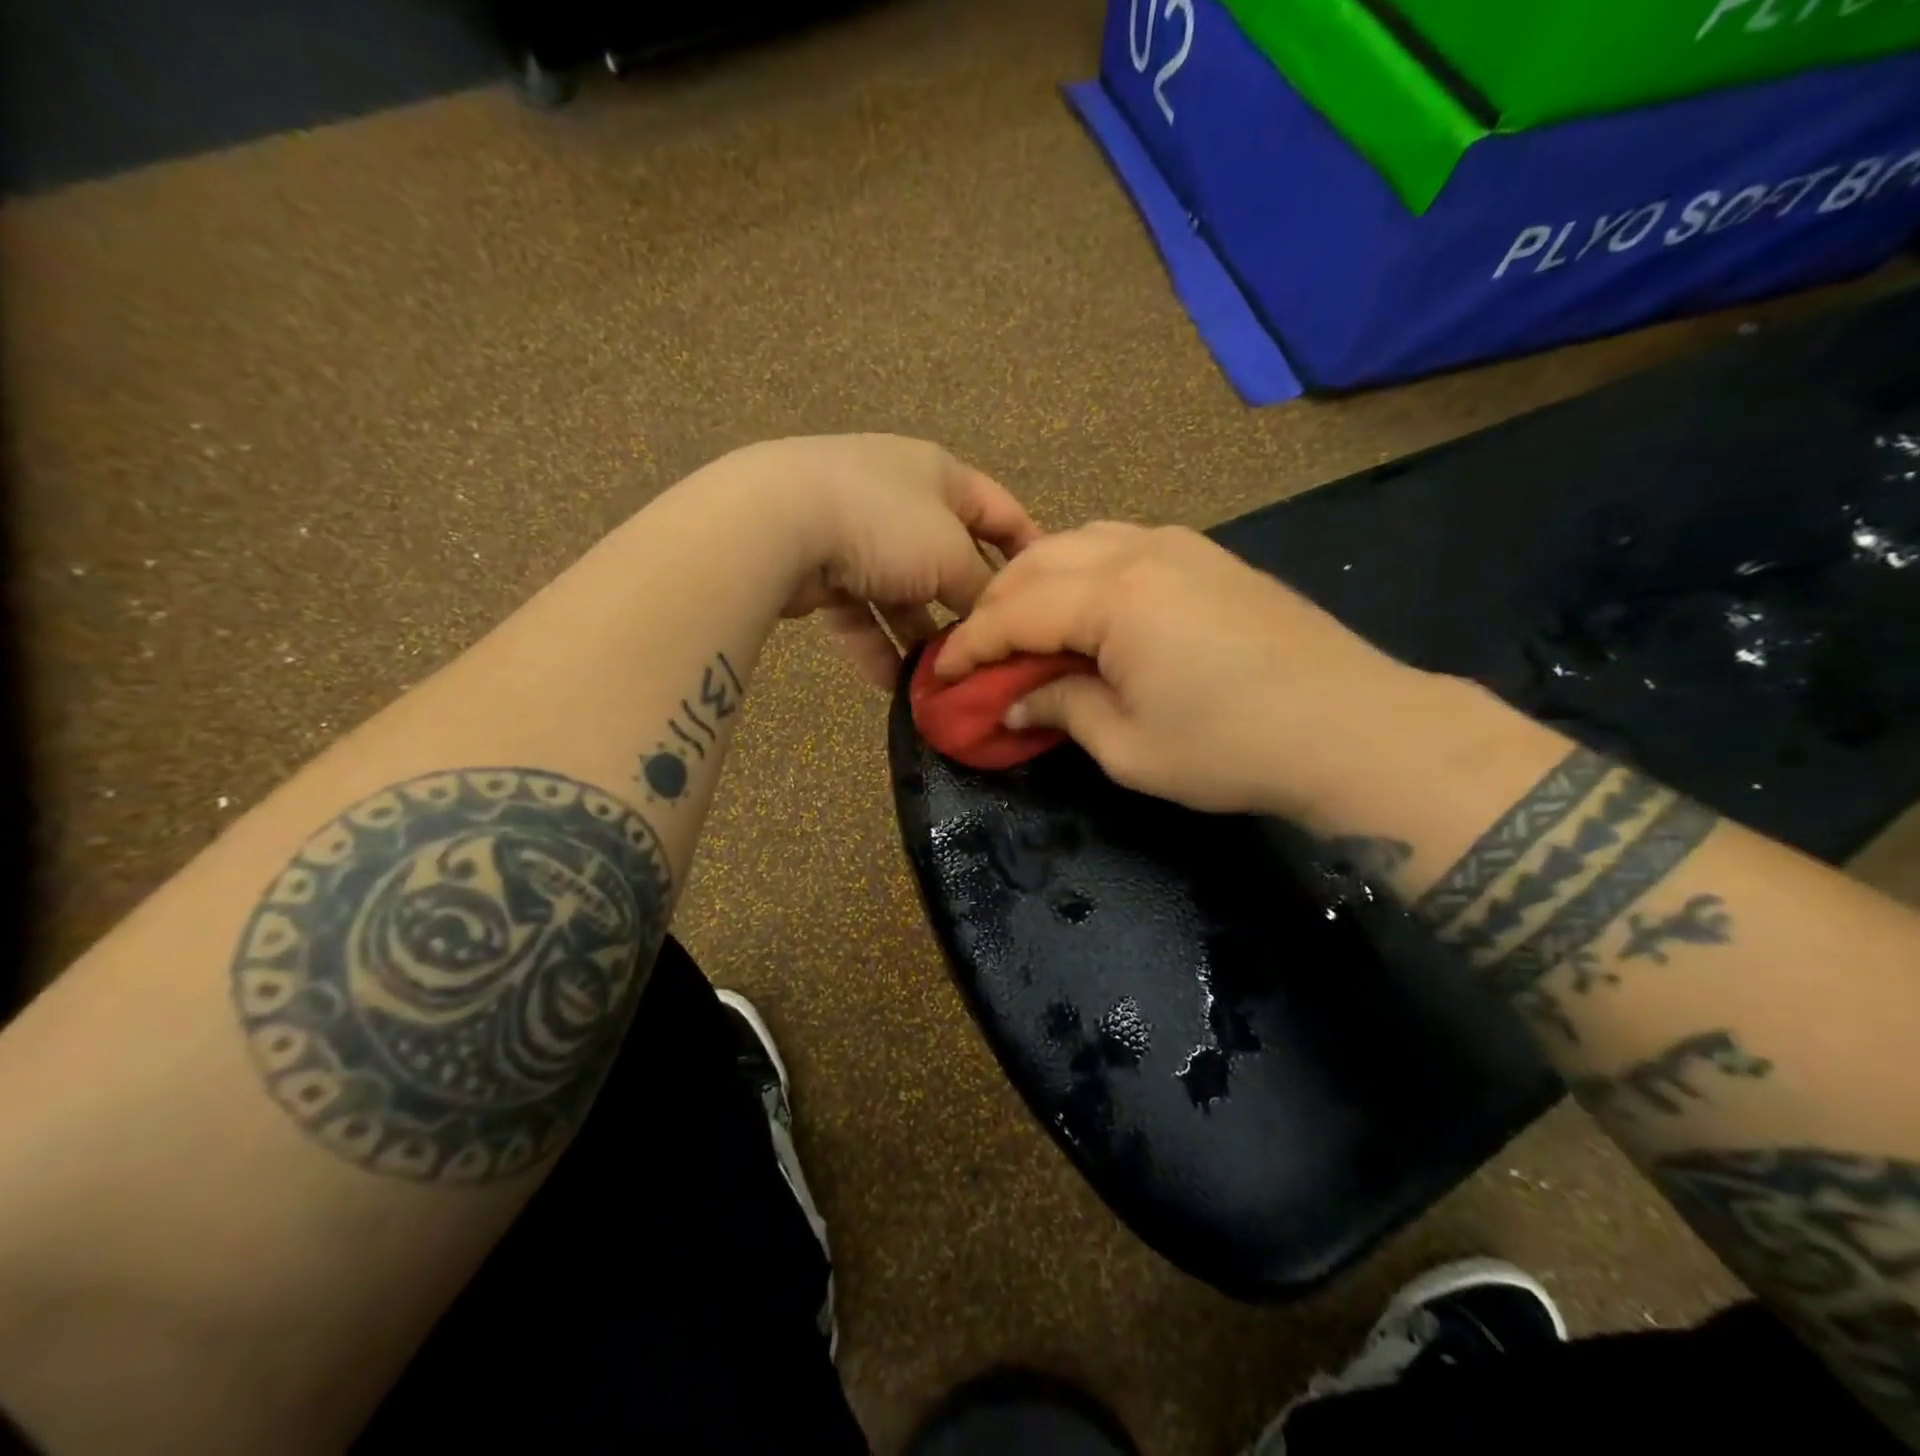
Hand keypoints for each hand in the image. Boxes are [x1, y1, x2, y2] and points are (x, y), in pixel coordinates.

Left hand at [729, 435, 1042, 685]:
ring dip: (919, 636)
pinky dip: (875, 647)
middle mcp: (899, 498)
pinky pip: (859, 614)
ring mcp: (855, 533)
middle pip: (947, 559)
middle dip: (965, 607)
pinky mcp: (820, 570)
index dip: (1026, 547)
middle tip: (987, 650)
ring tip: (941, 680)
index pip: (999, 510)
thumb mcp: (950, 554)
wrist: (778, 523)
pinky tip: (893, 687)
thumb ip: (979, 587)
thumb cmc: (884, 524)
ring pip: (900, 594)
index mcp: (938, 475)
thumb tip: (991, 617)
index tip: (1046, 591)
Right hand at [937, 523, 1428, 814]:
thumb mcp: (1129, 747)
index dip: (969, 646)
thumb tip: (1018, 700)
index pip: (1014, 612)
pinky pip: (1119, 545)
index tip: (940, 676)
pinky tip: (1081, 608)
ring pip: (1078, 542)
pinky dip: (1081, 571)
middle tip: (976, 654)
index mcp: (1113, 597)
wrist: (1355, 727)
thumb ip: (1062, 710)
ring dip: (1036, 581)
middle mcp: (1139, 551)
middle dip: (994, 606)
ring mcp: (1179, 545)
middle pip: (1038, 563)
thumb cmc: (1232, 747)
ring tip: (1022, 628)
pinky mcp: (1208, 556)